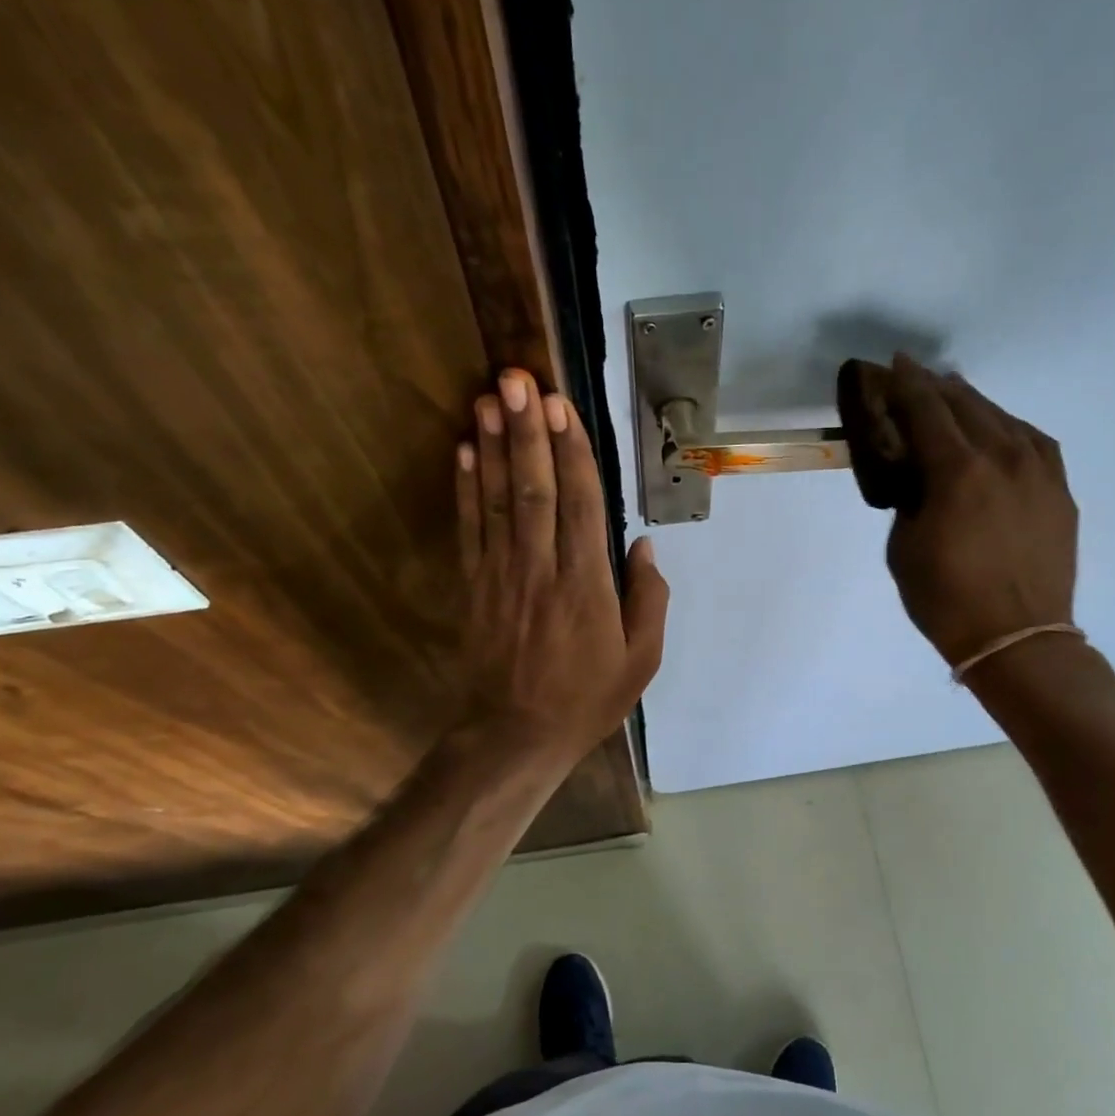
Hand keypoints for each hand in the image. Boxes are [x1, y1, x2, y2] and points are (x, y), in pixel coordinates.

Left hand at [456, 369, 667, 768]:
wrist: (516, 736)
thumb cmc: (586, 699)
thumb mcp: (641, 660)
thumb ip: (648, 599)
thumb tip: (640, 544)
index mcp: (588, 586)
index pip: (580, 505)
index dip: (572, 452)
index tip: (562, 406)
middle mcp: (542, 570)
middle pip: (535, 490)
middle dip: (528, 431)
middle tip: (519, 379)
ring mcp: (502, 576)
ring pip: (499, 501)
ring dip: (496, 446)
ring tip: (490, 397)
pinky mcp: (474, 586)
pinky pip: (470, 529)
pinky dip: (466, 488)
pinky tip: (466, 450)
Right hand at [882, 355, 1078, 667]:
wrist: (1017, 639)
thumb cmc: (945, 599)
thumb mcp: (904, 546)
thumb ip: (910, 498)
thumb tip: (920, 476)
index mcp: (957, 471)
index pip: (926, 409)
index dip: (906, 384)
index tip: (893, 365)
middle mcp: (1002, 457)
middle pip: (966, 405)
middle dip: (936, 387)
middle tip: (915, 376)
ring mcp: (1039, 471)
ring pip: (1003, 418)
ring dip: (973, 403)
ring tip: (954, 395)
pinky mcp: (1059, 490)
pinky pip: (1034, 441)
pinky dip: (1009, 427)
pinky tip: (999, 430)